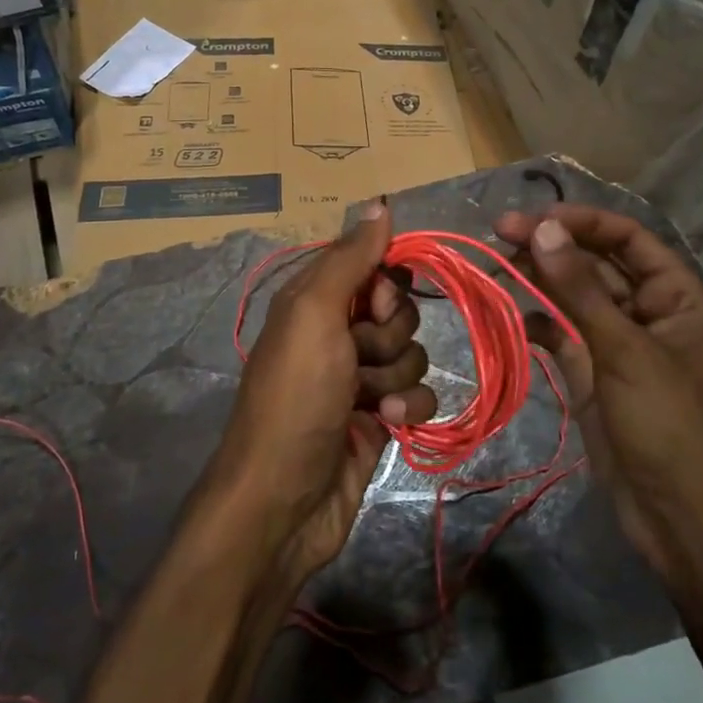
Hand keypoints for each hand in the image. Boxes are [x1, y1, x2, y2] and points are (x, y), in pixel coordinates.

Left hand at [213, 203, 436, 585]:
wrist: (284, 501)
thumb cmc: (297, 398)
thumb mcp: (315, 315)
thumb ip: (350, 259)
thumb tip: (379, 201)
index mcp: (313, 299)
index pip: (368, 262)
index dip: (384, 281)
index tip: (376, 304)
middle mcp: (334, 332)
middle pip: (395, 308)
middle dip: (389, 333)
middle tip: (360, 356)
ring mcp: (357, 376)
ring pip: (411, 351)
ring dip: (396, 374)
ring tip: (369, 401)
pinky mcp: (379, 416)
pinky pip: (418, 393)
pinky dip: (409, 407)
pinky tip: (388, 424)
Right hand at [495, 205, 702, 571]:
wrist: (680, 518)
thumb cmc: (669, 426)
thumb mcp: (625, 351)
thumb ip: (580, 289)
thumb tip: (544, 229)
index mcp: (676, 297)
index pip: (628, 238)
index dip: (582, 221)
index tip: (533, 218)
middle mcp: (647, 312)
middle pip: (596, 263)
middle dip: (552, 246)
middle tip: (499, 233)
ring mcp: (618, 344)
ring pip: (574, 297)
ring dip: (539, 279)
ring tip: (497, 264)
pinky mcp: (593, 373)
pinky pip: (562, 334)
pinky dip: (538, 322)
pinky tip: (514, 316)